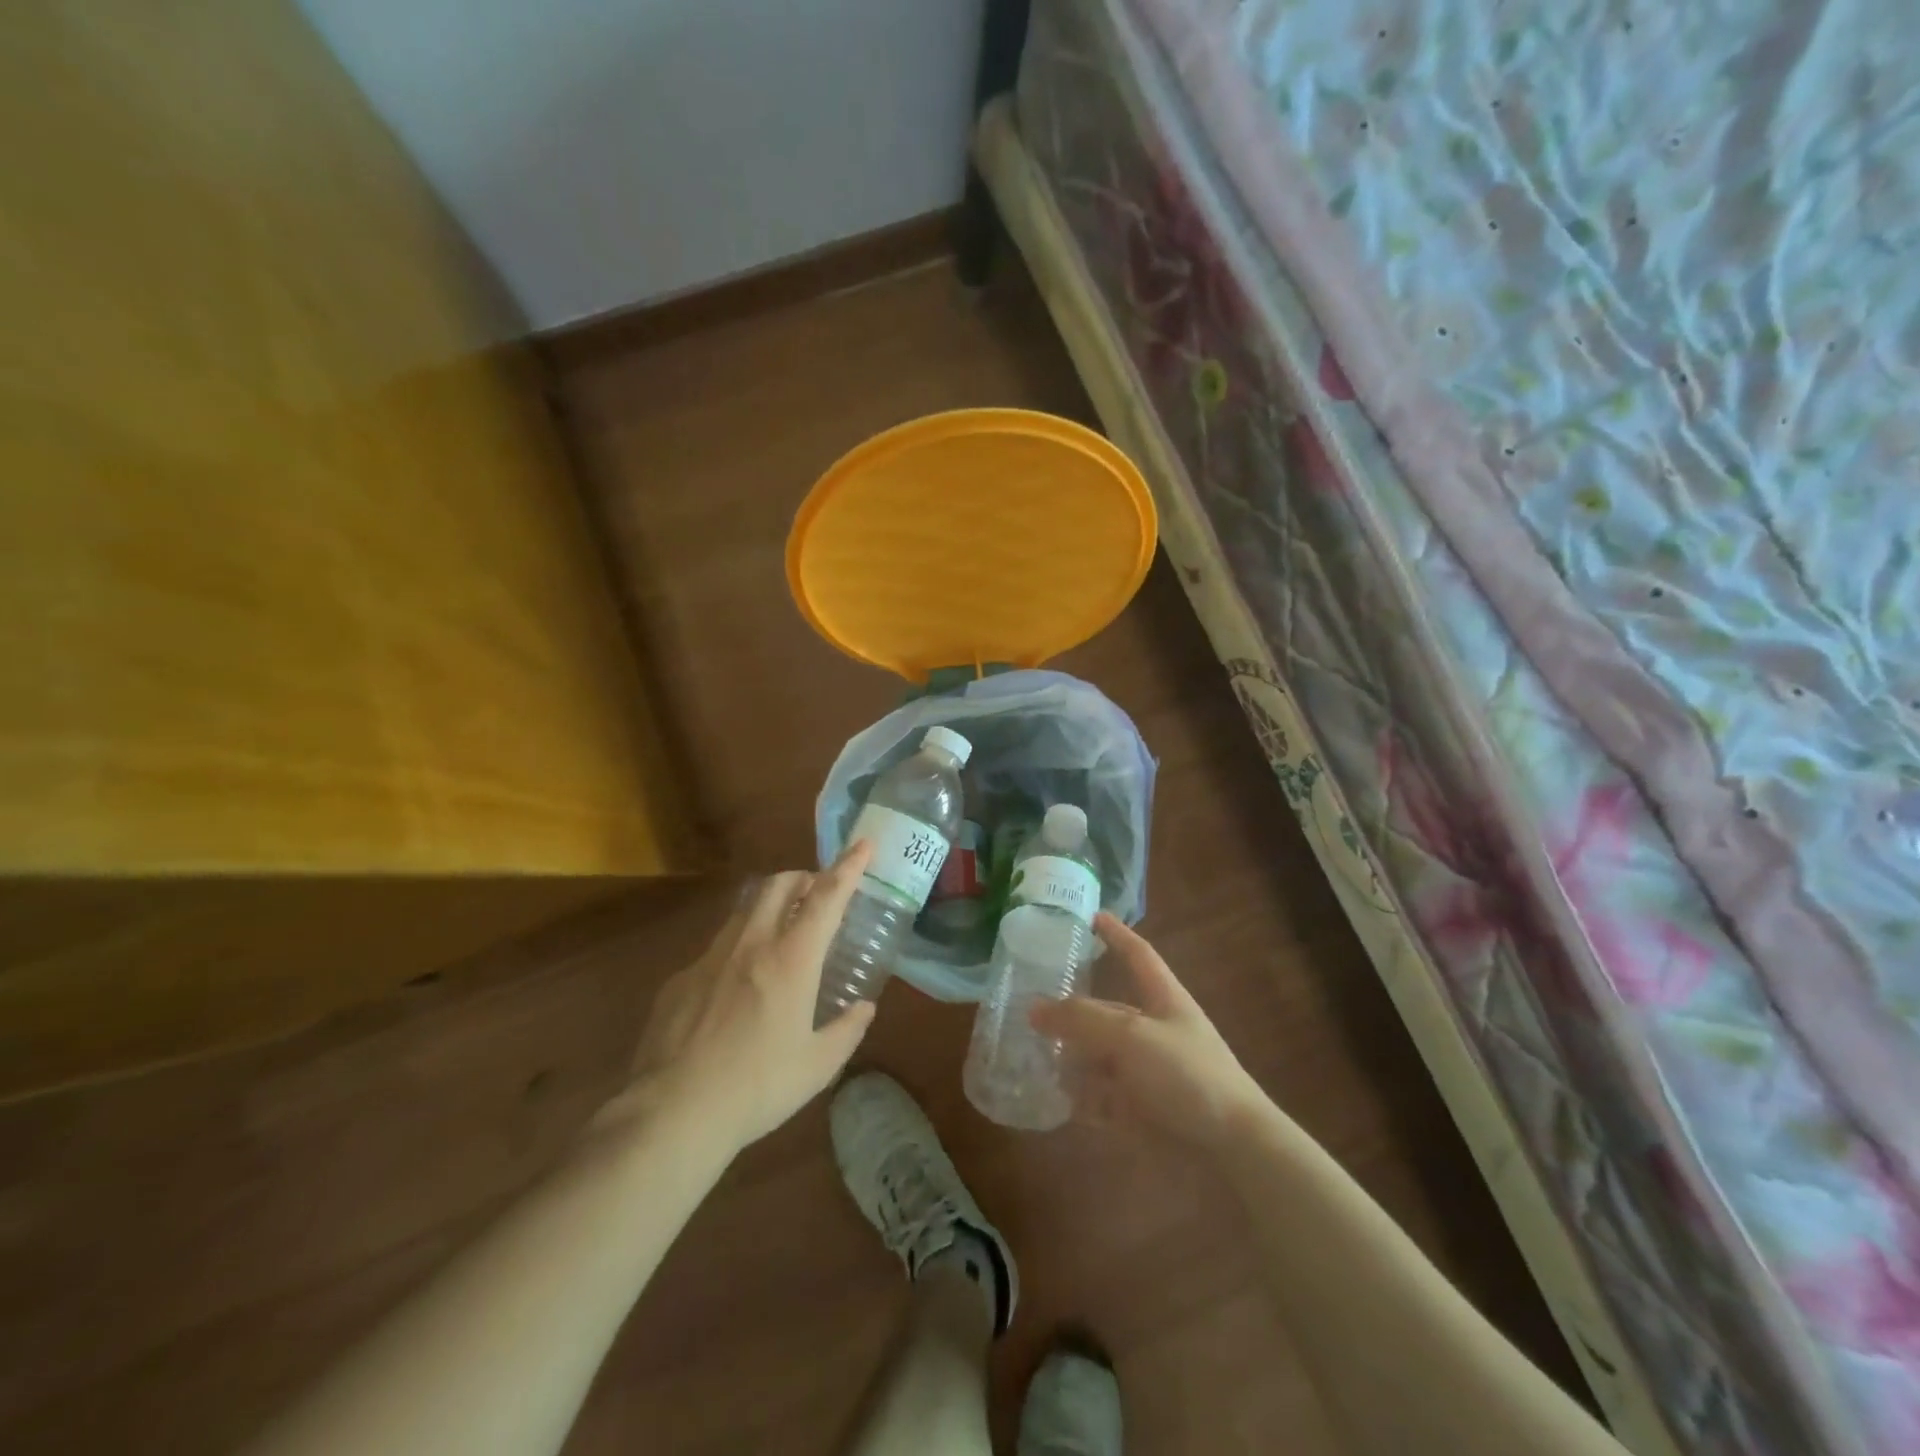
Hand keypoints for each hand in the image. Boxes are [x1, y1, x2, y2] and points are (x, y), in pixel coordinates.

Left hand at [619, 843, 876, 1151]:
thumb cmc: (757, 1088)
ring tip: (781, 931)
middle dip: (803, 876)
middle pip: (778, 885)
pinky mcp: (679, 980)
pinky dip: (738, 948)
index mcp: (791, 960)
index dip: (848, 867)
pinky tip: (736, 987)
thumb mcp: (817, 1066)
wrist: (672, 1114)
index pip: (826, 897)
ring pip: (744, 910)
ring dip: (769, 906)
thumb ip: (846, 1030)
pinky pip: (716, 948)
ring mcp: (709, 958)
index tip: (863, 844)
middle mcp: (750, 945)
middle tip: (818, 891)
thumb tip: (863, 1008)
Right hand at [1029, 913, 1266, 1154]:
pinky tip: (1049, 1096)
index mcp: (1163, 1000)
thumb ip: (1082, 1020)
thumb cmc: (1188, 1075)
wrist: (1233, 1150)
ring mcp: (1147, 1072)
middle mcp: (1153, 1032)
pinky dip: (1078, 1097)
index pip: (1137, 955)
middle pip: (1107, 1011)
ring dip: (1068, 1056)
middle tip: (1027, 1001)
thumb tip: (1033, 1007)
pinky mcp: (1141, 1111)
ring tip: (1027, 1051)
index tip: (1090, 915)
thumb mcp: (1132, 1037)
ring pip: (1098, 1056)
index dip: (1116, 934)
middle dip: (1072, 1009)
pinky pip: (1100, 1098)